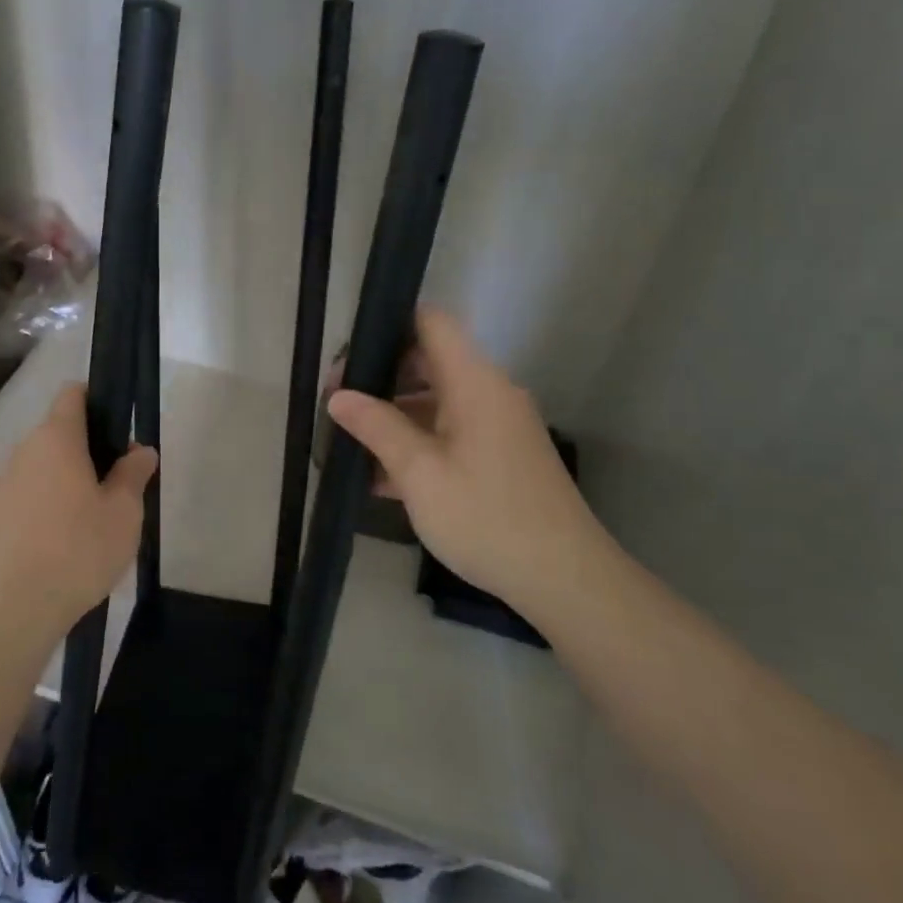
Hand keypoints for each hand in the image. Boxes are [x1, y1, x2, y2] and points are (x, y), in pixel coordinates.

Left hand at [0, 384, 156, 636]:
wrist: (16, 609)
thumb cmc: (80, 550)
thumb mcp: (124, 513)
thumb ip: (134, 474)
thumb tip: (140, 450)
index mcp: (57, 440)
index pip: (72, 394)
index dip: (95, 401)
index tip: (115, 430)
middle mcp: (22, 452)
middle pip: (56, 435)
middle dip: (83, 452)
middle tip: (111, 488)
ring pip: (36, 470)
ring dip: (59, 483)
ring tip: (82, 524)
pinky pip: (18, 500)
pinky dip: (36, 511)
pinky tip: (51, 547)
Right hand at [327, 308, 606, 610]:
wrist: (565, 580)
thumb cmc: (486, 517)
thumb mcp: (419, 473)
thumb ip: (377, 427)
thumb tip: (338, 396)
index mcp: (474, 382)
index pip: (432, 322)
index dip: (389, 325)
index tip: (350, 356)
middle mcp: (489, 393)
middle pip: (429, 361)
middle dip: (381, 378)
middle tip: (337, 402)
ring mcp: (498, 426)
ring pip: (437, 401)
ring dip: (395, 415)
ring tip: (350, 441)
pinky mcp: (501, 456)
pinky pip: (451, 432)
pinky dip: (418, 442)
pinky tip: (381, 476)